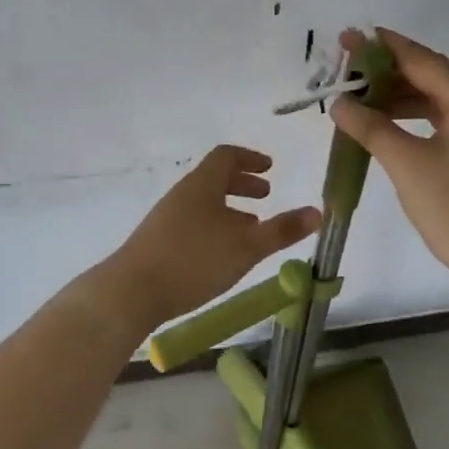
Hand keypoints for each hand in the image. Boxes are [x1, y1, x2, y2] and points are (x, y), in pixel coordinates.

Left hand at [109, 145, 320, 327]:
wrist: (131, 292)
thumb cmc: (193, 261)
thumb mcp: (246, 247)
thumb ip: (282, 230)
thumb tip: (318, 212)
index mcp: (202, 185)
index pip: (226, 156)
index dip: (250, 158)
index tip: (270, 168)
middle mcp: (182, 194)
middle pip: (214, 178)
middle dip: (242, 184)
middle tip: (265, 196)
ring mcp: (166, 218)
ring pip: (204, 203)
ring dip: (229, 209)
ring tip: (250, 228)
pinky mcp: (157, 241)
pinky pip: (193, 222)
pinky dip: (215, 226)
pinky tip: (222, 254)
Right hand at [330, 28, 448, 304]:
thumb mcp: (408, 164)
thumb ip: (371, 127)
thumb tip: (338, 102)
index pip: (418, 59)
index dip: (380, 47)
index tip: (345, 38)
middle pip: (425, 74)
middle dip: (383, 70)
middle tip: (342, 68)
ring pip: (429, 99)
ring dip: (393, 96)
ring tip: (354, 97)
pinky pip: (434, 121)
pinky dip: (406, 119)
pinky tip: (381, 126)